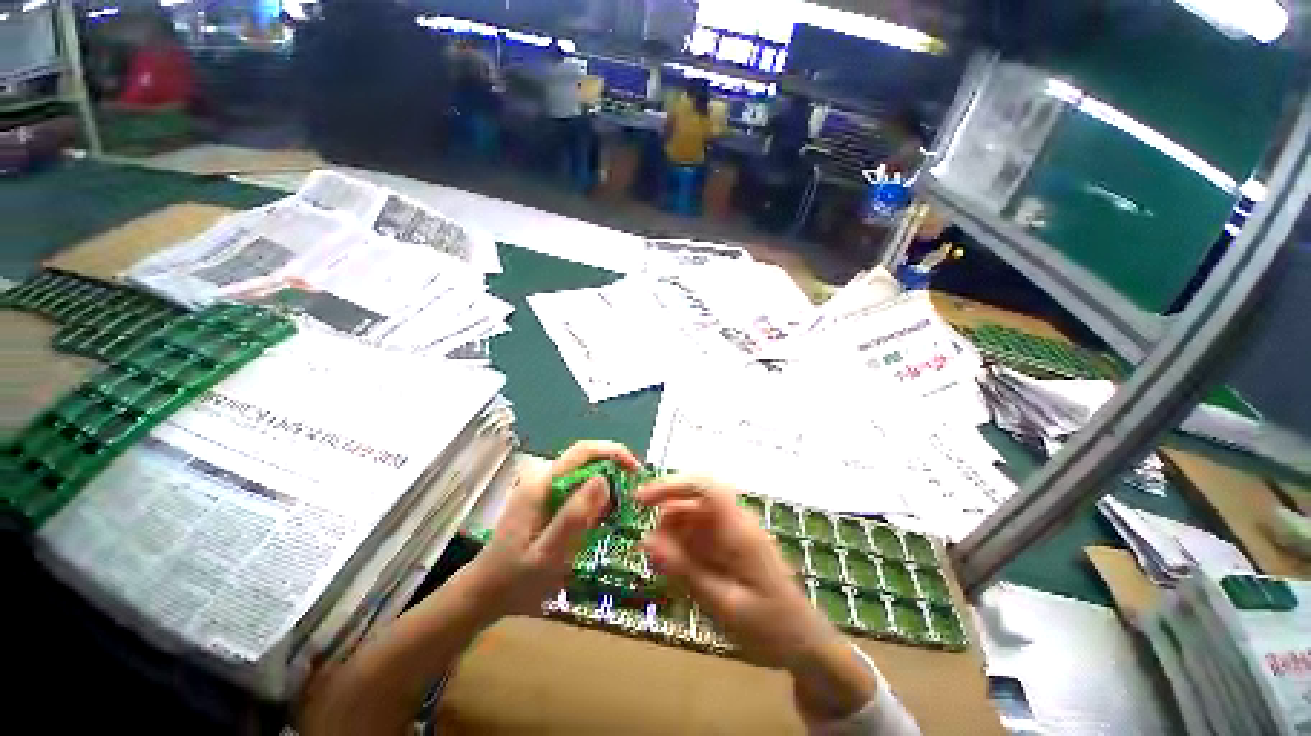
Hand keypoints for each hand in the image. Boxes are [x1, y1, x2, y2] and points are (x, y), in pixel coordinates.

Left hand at [466, 441, 642, 618]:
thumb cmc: (514, 579)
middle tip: (634, 496)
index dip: (613, 452)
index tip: (636, 471)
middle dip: (614, 469)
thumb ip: (573, 516)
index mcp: (542, 485)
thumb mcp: (548, 555)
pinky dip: (595, 496)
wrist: (484, 594)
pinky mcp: (545, 498)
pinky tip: (599, 519)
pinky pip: (577, 487)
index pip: (583, 451)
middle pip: (586, 458)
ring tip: (621, 510)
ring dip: (606, 484)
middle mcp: (542, 478)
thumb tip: (603, 479)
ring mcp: (542, 487)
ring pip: (583, 472)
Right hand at [636, 476, 876, 719]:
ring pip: (693, 517)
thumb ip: (684, 571)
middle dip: (666, 518)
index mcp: (738, 529)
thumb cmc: (770, 627)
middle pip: (693, 501)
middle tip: (649, 551)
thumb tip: (645, 541)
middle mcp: (735, 521)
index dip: (670, 484)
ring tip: (665, 569)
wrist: (806, 644)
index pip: (703, 486)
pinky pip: (700, 534)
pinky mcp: (732, 544)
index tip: (640, 500)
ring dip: (673, 536)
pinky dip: (684, 548)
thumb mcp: (723, 605)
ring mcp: (734, 531)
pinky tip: (680, 573)